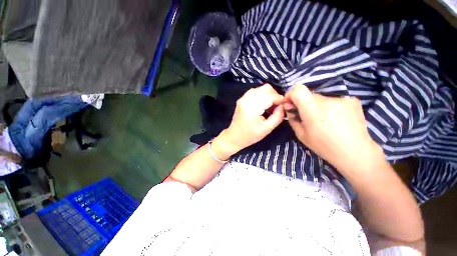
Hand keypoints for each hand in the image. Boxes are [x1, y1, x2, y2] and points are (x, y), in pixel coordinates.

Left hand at [214, 84, 284, 157]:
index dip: (280, 100)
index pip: (271, 96)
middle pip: (266, 88)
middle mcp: (247, 98)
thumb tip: (283, 106)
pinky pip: (255, 92)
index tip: (286, 106)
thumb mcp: (267, 129)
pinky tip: (264, 105)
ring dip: (269, 95)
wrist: (234, 137)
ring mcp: (243, 97)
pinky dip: (262, 96)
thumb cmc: (250, 135)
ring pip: (261, 88)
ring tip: (271, 107)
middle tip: (278, 107)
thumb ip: (278, 116)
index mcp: (252, 105)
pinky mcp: (242, 99)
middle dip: (275, 96)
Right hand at [283, 84, 383, 172]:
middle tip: (305, 116)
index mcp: (312, 109)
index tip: (289, 103)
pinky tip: (335, 119)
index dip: (291, 94)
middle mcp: (327, 100)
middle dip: (303, 104)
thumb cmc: (324, 146)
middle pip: (309, 95)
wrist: (356, 152)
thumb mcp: (301, 135)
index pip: (298, 90)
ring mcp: (342, 99)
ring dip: (317, 106)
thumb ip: (293, 119)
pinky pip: (334, 101)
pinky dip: (330, 107)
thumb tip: (290, 109)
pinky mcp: (352, 100)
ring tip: (323, 121)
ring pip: (321, 99)